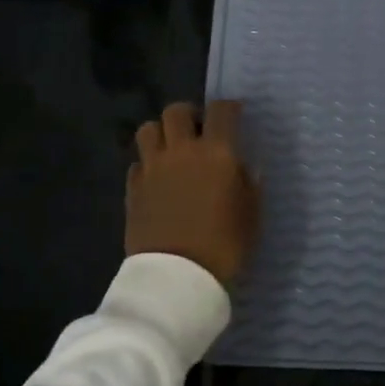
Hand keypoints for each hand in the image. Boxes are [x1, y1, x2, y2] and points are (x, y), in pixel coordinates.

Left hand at [126, 101, 258, 286]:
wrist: (178, 278)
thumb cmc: (225, 245)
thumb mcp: (252, 214)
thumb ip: (249, 183)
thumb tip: (245, 165)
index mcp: (217, 152)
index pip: (221, 110)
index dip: (228, 107)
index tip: (234, 114)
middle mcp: (182, 150)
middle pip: (176, 111)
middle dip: (188, 114)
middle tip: (197, 130)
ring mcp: (153, 168)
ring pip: (148, 129)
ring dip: (161, 133)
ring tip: (171, 149)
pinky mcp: (132, 188)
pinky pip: (137, 162)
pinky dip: (147, 164)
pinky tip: (156, 179)